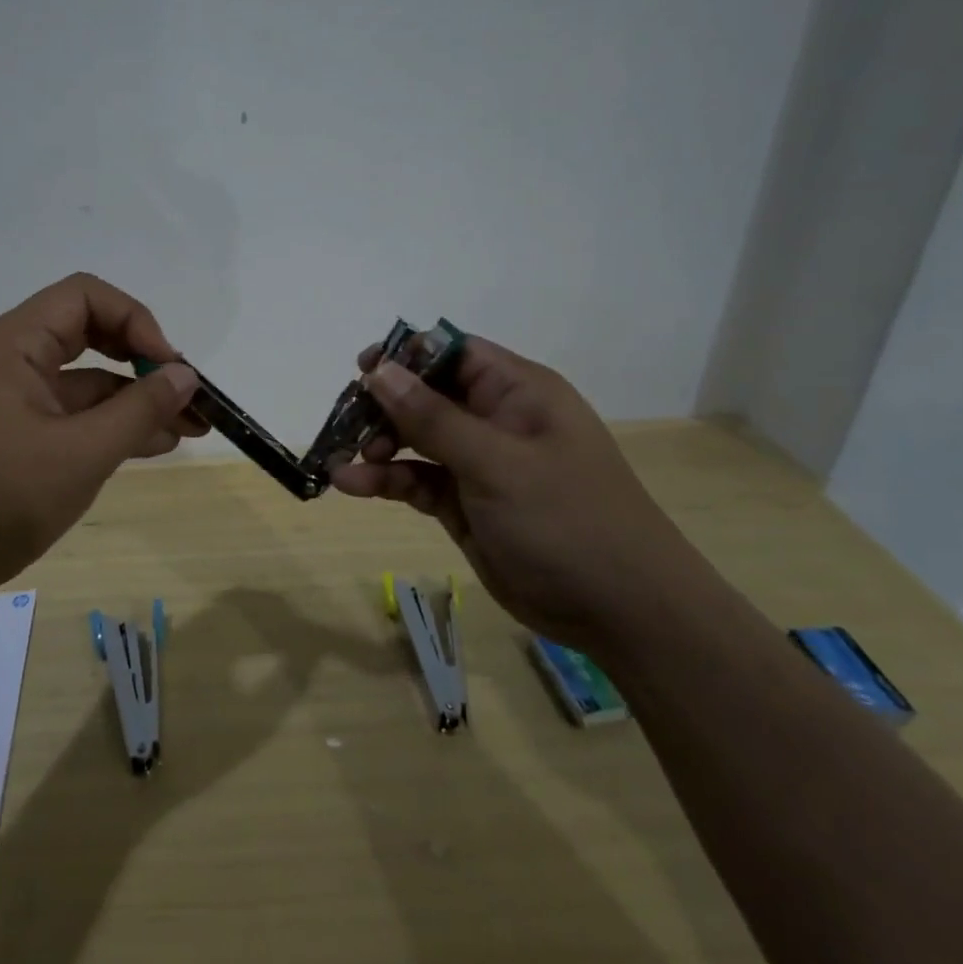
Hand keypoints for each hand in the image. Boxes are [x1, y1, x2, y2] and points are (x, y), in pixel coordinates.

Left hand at [0, 274, 201, 610]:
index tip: (169, 367)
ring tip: (189, 428)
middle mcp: (8, 362)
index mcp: (11, 344)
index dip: (136, 320)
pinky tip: (152, 446)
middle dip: (143, 362)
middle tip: (189, 395)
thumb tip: (186, 376)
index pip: (85, 298)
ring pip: (83, 384)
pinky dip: (109, 428)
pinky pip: (69, 419)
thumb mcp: (80, 455)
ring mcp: (8, 403)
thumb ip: (139, 410)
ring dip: (134, 401)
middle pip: (87, 336)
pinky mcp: (11, 440)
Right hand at [328, 336, 715, 652]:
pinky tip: (352, 486)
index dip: (406, 355)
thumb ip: (433, 417)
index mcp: (516, 391)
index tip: (363, 370)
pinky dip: (386, 481)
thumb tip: (379, 370)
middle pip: (426, 395)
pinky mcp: (465, 504)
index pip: (452, 352)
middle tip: (347, 424)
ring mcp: (480, 464)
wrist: (620, 611)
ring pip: (416, 439)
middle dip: (383, 406)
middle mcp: (496, 419)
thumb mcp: (496, 462)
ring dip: (377, 446)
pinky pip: (417, 480)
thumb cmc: (565, 519)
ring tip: (342, 461)